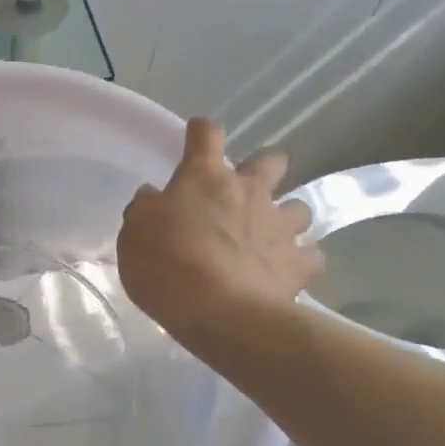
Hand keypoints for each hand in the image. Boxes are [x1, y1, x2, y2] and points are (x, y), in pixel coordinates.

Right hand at [118, 118, 321, 346]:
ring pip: (299, 207)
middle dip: (262, 169)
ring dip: (284, 216)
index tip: (196, 136)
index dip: (201, 132)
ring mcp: (280, 226)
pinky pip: (310, 256)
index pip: (206, 135)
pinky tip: (285, 272)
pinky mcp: (299, 264)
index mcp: (204, 178)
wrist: (220, 313)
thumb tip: (154, 198)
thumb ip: (145, 210)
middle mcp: (249, 192)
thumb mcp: (134, 234)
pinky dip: (299, 261)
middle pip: (271, 161)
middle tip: (243, 191)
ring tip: (268, 236)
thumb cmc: (166, 266)